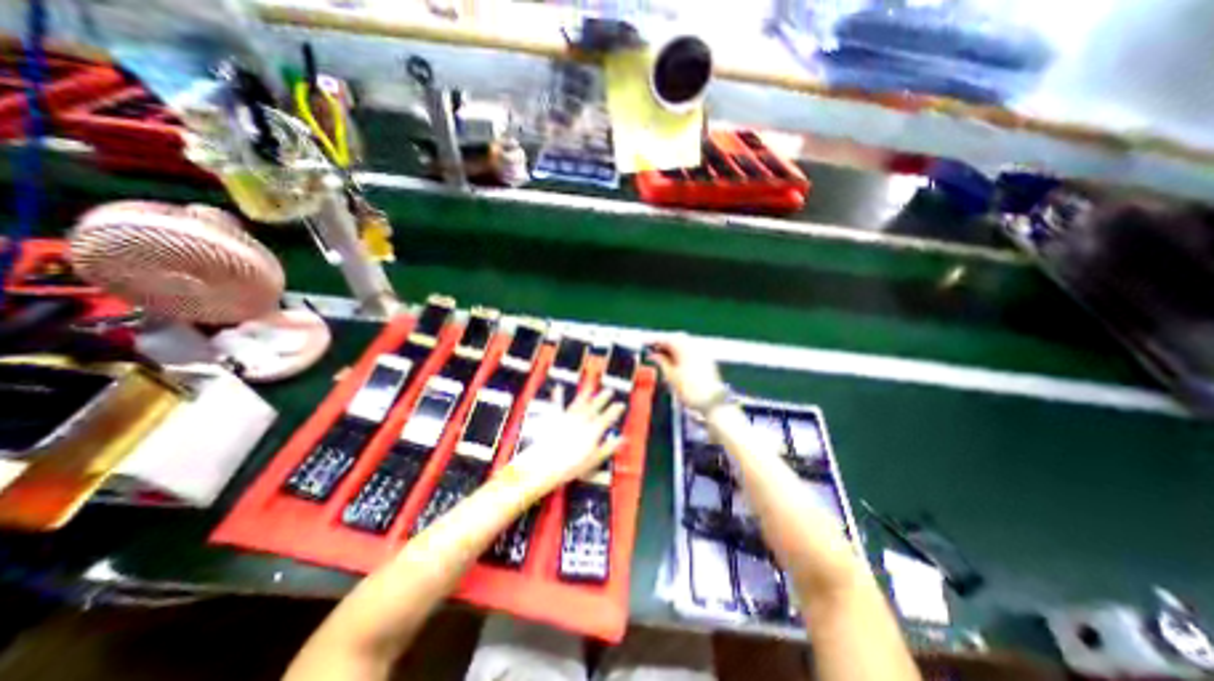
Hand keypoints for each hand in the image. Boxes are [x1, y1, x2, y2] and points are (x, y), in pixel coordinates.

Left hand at [505, 389, 624, 493]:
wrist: (546, 464)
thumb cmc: (572, 465)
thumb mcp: (595, 459)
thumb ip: (609, 447)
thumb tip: (622, 439)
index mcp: (593, 429)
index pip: (607, 417)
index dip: (615, 410)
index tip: (621, 404)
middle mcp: (582, 420)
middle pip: (595, 406)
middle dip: (603, 398)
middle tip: (610, 390)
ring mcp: (568, 417)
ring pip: (579, 403)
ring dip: (586, 395)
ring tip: (591, 388)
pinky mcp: (555, 419)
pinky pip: (557, 405)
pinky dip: (558, 396)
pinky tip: (558, 388)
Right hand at [649, 331, 723, 408]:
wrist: (711, 401)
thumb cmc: (689, 389)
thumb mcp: (671, 375)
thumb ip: (661, 361)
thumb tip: (653, 355)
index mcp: (685, 348)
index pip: (667, 339)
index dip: (655, 340)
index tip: (646, 343)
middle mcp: (695, 346)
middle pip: (677, 339)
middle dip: (664, 343)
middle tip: (653, 349)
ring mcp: (702, 352)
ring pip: (685, 344)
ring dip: (673, 347)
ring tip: (662, 356)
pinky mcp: (706, 359)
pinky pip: (691, 350)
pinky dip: (681, 352)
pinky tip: (675, 360)